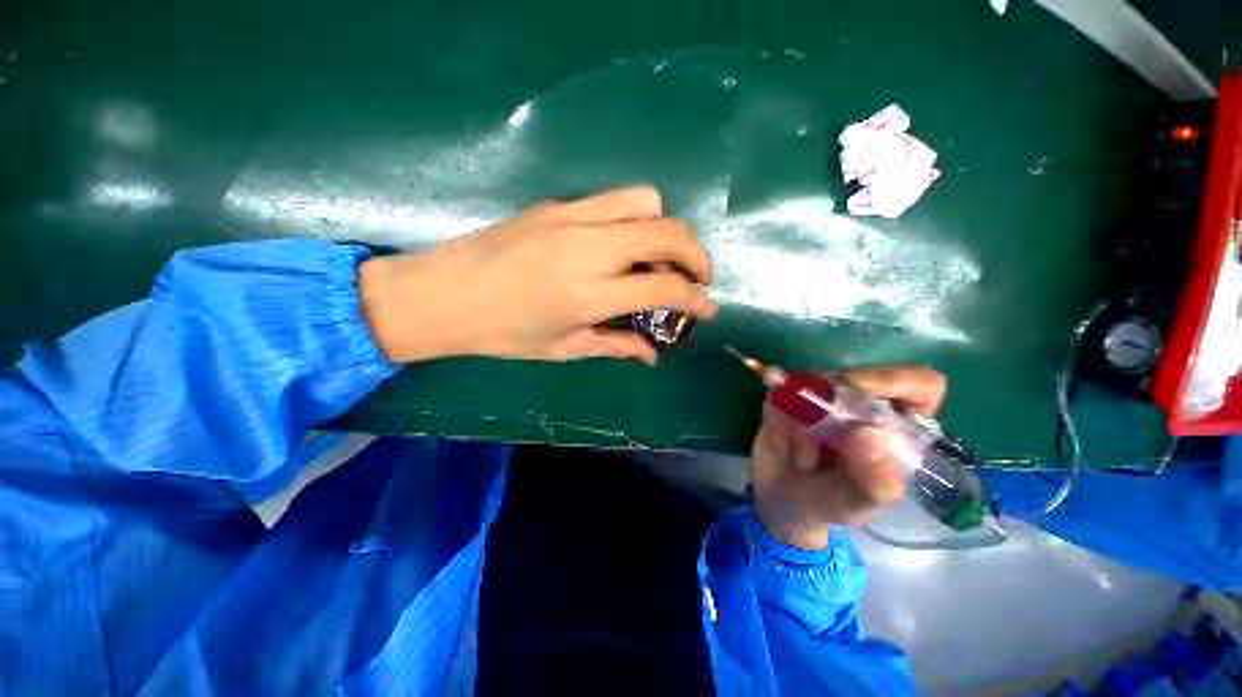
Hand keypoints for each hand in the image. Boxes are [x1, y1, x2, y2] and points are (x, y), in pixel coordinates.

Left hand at [357, 186, 716, 363]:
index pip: (663, 288)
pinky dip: (635, 220)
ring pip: (646, 202)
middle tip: (697, 278)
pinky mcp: (557, 204)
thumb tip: (652, 355)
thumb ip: (615, 346)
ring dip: (666, 229)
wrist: (441, 293)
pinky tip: (623, 246)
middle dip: (696, 254)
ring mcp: (572, 217)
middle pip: (667, 231)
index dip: (694, 299)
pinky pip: (615, 200)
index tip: (707, 307)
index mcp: (588, 294)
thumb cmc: (501, 332)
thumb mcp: (562, 348)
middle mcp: (588, 248)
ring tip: (660, 258)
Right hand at [749, 367, 946, 549]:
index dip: (894, 380)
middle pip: (860, 375)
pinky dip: (776, 400)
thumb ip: (874, 481)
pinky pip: (781, 386)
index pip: (919, 386)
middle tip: (816, 418)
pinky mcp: (790, 395)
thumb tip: (872, 434)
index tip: (858, 389)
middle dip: (836, 393)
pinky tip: (777, 431)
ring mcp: (824, 397)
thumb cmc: (828, 505)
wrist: (778, 500)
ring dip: (803, 406)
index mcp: (899, 429)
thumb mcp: (857, 506)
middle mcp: (865, 405)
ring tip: (797, 448)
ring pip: (816, 378)